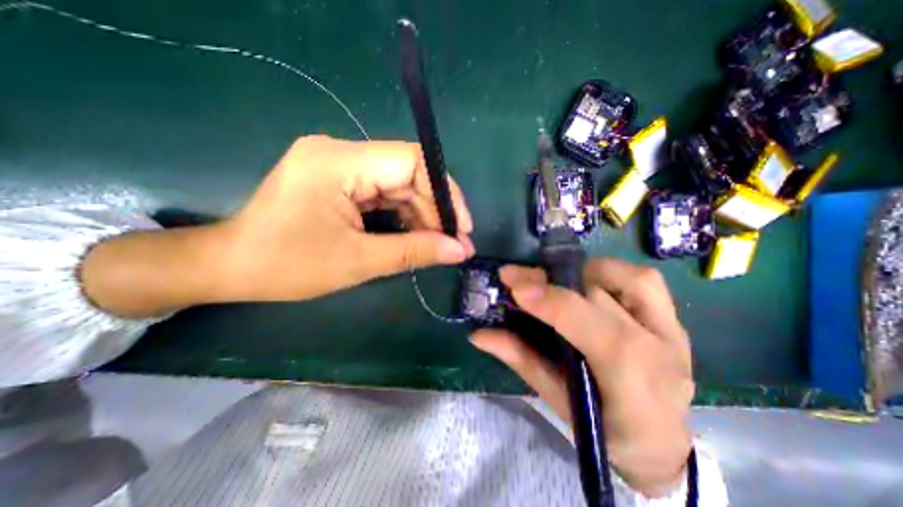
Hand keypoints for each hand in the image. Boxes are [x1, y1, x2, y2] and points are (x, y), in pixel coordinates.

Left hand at [214, 134, 475, 299]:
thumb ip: (414, 252)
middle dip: (435, 210)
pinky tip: (416, 237)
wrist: (231, 267)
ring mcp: (340, 165)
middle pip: (408, 174)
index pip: (411, 161)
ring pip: (399, 186)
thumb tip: (459, 250)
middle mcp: (341, 153)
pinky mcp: (340, 181)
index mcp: (339, 162)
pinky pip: (384, 194)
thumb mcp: (358, 261)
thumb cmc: (287, 266)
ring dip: (422, 216)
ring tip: (440, 245)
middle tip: (455, 244)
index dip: (445, 192)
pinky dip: (404, 216)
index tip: (462, 227)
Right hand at [470, 260, 692, 495]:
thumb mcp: (555, 398)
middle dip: (549, 280)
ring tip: (556, 282)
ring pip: (625, 277)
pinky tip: (589, 284)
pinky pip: (643, 279)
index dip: (548, 299)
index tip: (513, 286)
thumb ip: (519, 358)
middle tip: (516, 276)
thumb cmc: (604, 429)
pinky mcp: (672, 319)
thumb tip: (479, 334)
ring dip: (581, 273)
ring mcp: (670, 328)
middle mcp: (656, 344)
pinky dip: (611, 273)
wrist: (662, 445)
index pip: (585, 322)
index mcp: (629, 375)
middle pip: (596, 293)